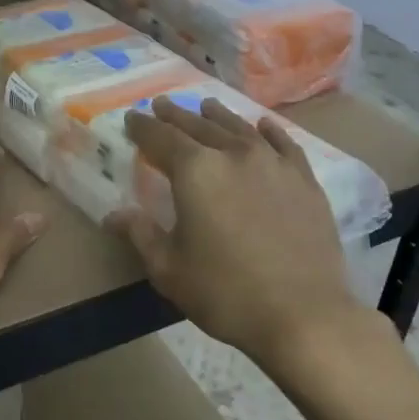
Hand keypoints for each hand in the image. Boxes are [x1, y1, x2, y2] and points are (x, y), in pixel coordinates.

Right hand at [108, 97, 360, 367]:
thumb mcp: (169, 270)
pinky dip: (268, 132)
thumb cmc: (226, 293)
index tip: (131, 119)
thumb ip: (141, 235)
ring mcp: (274, 164)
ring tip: (206, 106)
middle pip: (199, 126)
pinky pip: (283, 144)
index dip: (143, 128)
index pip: (160, 138)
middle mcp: (234, 155)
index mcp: (195, 172)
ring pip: (240, 128)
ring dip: (218, 116)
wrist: (303, 314)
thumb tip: (114, 215)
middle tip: (162, 105)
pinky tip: (263, 126)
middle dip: (176, 115)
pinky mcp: (304, 180)